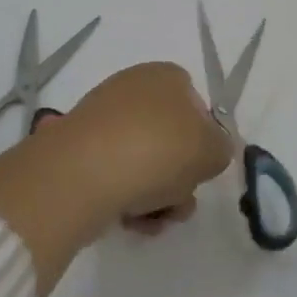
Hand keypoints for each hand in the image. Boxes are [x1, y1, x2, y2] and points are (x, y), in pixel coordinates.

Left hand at [56, 61, 233, 232]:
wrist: (82, 174)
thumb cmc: (157, 151)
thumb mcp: (213, 151)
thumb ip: (220, 149)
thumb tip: (209, 152)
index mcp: (167, 75)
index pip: (196, 105)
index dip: (203, 141)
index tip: (200, 170)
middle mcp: (133, 86)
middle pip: (169, 137)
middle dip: (178, 176)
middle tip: (178, 204)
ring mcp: (101, 116)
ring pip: (141, 159)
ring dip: (154, 193)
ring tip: (151, 220)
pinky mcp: (75, 147)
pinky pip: (111, 172)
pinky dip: (122, 195)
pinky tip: (126, 220)